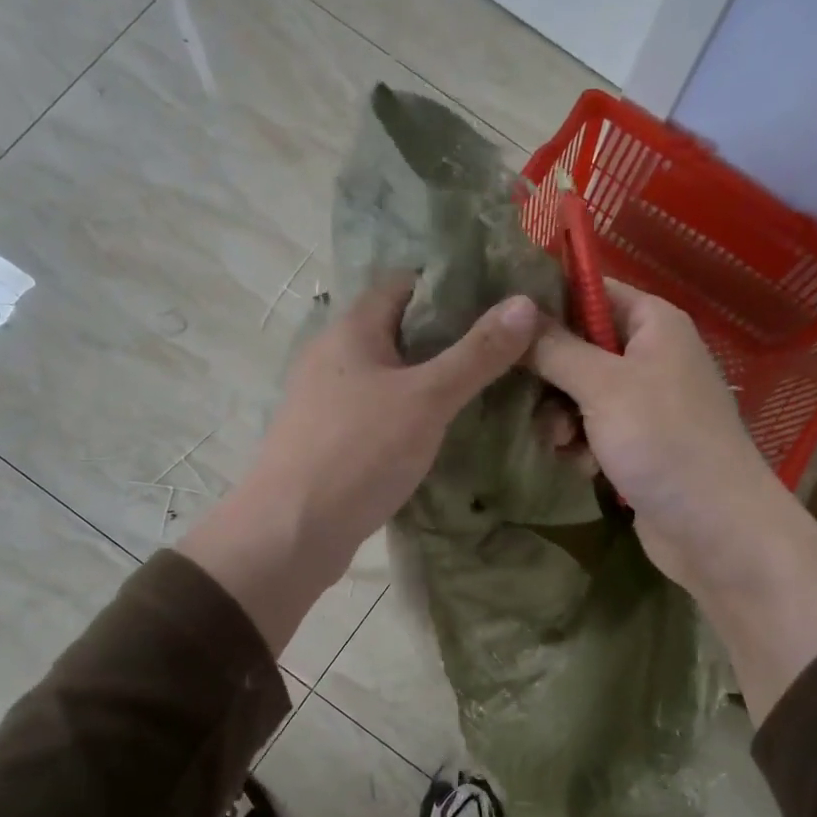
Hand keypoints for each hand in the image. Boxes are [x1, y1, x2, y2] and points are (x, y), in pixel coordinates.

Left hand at [180, 278, 537, 651]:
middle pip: (399, 329)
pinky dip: (412, 412)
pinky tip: (444, 429)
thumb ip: (477, 353)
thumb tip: (526, 303)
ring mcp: (329, 399)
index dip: (451, 286)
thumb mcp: (427, 399)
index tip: (499, 301)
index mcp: (351, 329)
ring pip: (390, 374)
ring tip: (486, 386)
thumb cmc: (359, 452)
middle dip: (449, 335)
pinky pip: (380, 410)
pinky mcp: (332, 438)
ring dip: (431, 377)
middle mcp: (334, 355)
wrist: (290, 533)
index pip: (404, 284)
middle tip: (504, 347)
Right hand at [527, 281, 785, 593]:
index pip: (591, 289)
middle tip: (530, 399)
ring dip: (563, 418)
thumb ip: (555, 347)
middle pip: (578, 345)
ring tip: (563, 443)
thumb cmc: (664, 441)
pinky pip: (593, 430)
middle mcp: (651, 355)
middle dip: (551, 377)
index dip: (547, 302)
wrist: (716, 528)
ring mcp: (646, 403)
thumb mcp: (602, 386)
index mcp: (654, 323)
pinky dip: (583, 446)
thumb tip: (514, 309)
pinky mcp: (638, 444)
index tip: (503, 323)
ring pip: (579, 394)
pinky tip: (583, 467)